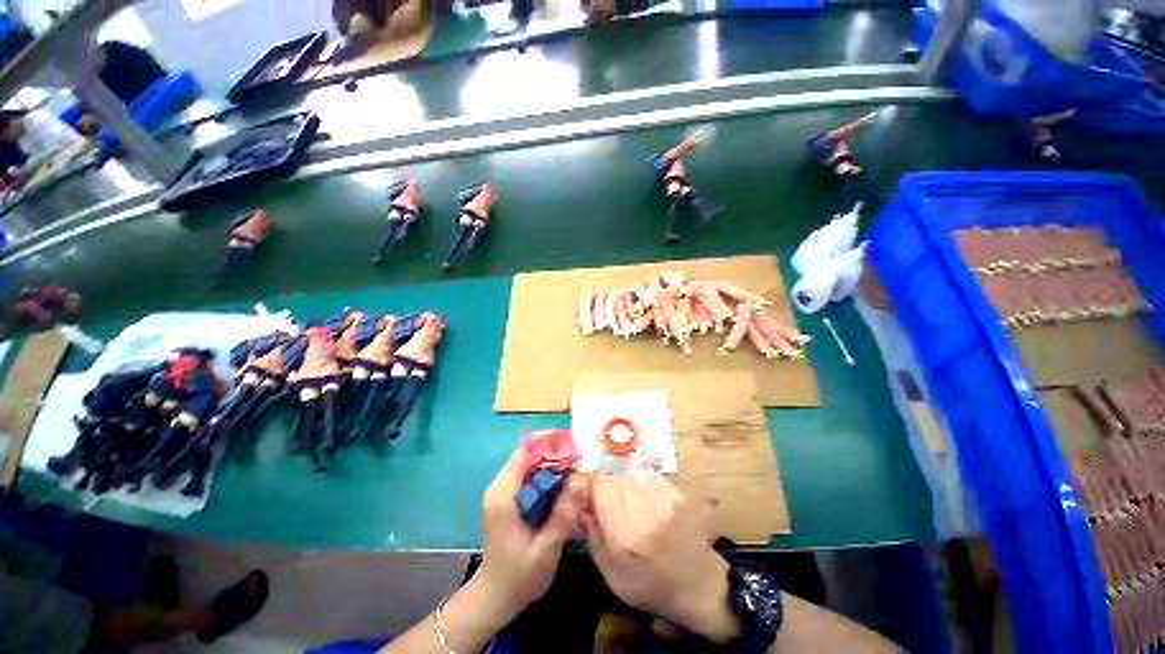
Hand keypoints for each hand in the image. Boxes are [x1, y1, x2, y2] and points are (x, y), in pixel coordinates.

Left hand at [475, 448, 587, 623]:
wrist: (495, 597)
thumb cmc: (518, 577)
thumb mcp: (545, 550)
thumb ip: (563, 515)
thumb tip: (581, 480)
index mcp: (503, 495)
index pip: (525, 451)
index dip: (550, 444)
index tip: (574, 449)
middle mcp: (501, 486)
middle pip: (530, 454)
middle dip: (556, 454)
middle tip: (581, 463)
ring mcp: (504, 491)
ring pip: (532, 463)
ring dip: (554, 464)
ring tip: (577, 472)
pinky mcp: (510, 498)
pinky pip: (531, 476)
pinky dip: (549, 476)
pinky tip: (565, 487)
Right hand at [583, 468, 738, 641]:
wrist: (698, 586)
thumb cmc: (649, 585)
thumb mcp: (610, 572)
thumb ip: (592, 535)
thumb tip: (580, 506)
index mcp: (622, 526)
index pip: (597, 484)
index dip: (587, 486)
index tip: (585, 497)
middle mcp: (642, 502)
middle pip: (613, 476)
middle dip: (605, 487)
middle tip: (607, 505)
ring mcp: (662, 493)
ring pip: (630, 471)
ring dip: (623, 483)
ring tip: (626, 501)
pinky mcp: (676, 489)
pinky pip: (649, 474)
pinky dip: (640, 481)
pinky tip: (644, 498)